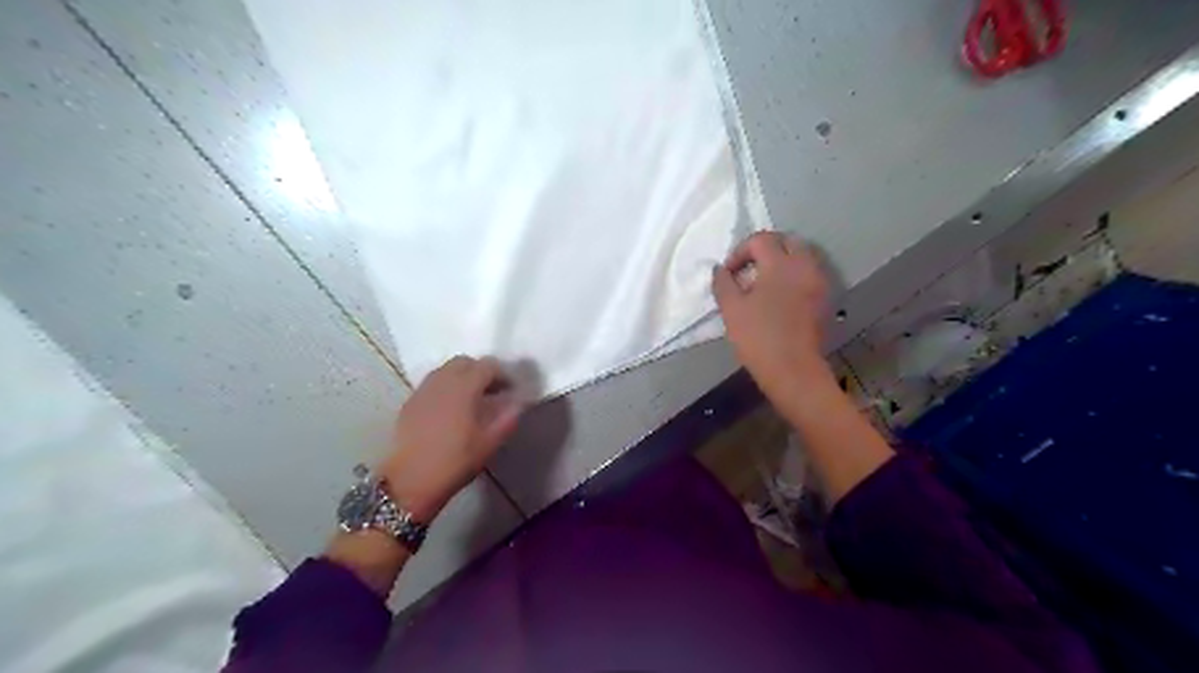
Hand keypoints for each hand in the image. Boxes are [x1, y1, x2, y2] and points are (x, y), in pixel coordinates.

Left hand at [376, 356, 523, 522]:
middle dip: (481, 371)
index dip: (503, 375)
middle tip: (492, 392)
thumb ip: (508, 418)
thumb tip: (518, 403)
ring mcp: (423, 390)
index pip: (488, 366)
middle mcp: (442, 381)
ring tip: (471, 400)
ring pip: (446, 370)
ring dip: (462, 377)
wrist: (410, 480)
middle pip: (465, 362)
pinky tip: (450, 410)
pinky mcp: (410, 402)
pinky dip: (446, 388)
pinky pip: (433, 384)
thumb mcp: (490, 443)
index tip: (511, 391)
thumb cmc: (455, 461)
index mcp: (464, 387)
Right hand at [716, 229, 831, 400]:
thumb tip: (720, 270)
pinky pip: (809, 274)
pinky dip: (794, 275)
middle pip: (787, 241)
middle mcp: (805, 265)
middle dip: (765, 249)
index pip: (761, 240)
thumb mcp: (731, 309)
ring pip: (802, 256)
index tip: (729, 273)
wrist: (792, 370)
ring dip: (782, 261)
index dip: (740, 252)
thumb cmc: (758, 337)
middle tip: (748, 270)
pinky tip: (780, 296)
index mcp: (781, 264)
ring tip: (763, 283)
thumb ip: (723, 283)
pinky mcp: (824, 299)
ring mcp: (819, 282)